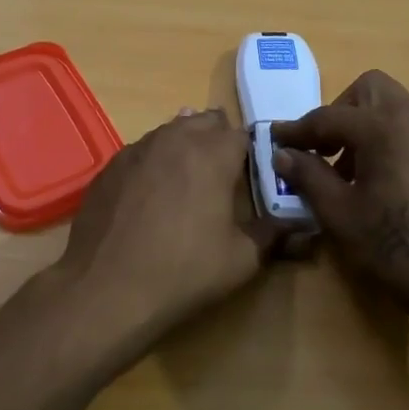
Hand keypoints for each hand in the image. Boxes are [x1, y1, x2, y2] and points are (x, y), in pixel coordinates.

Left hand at [54, 108, 283, 346]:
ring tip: (188, 182)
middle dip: (218, 141)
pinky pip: (142, 151)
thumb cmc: (184, 270)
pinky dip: (154, 163)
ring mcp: (137, 148)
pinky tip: (150, 195)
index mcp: (213, 152)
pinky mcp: (109, 166)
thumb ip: (274, 235)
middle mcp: (175, 138)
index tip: (255, 176)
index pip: (243, 134)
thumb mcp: (242, 259)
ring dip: (184, 147)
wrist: (106, 287)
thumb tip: (302, 228)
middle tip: (223, 177)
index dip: (252, 152)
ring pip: (170, 131)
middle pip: (205, 122)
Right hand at [271, 71, 408, 337]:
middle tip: (323, 148)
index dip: (298, 130)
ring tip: (352, 172)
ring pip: (396, 108)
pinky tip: (385, 183)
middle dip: (340, 111)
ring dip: (366, 127)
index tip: (276, 140)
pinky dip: (392, 141)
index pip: (329, 116)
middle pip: (370, 90)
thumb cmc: (394, 246)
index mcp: (385, 127)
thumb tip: (284, 154)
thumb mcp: (339, 213)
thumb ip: (308, 176)